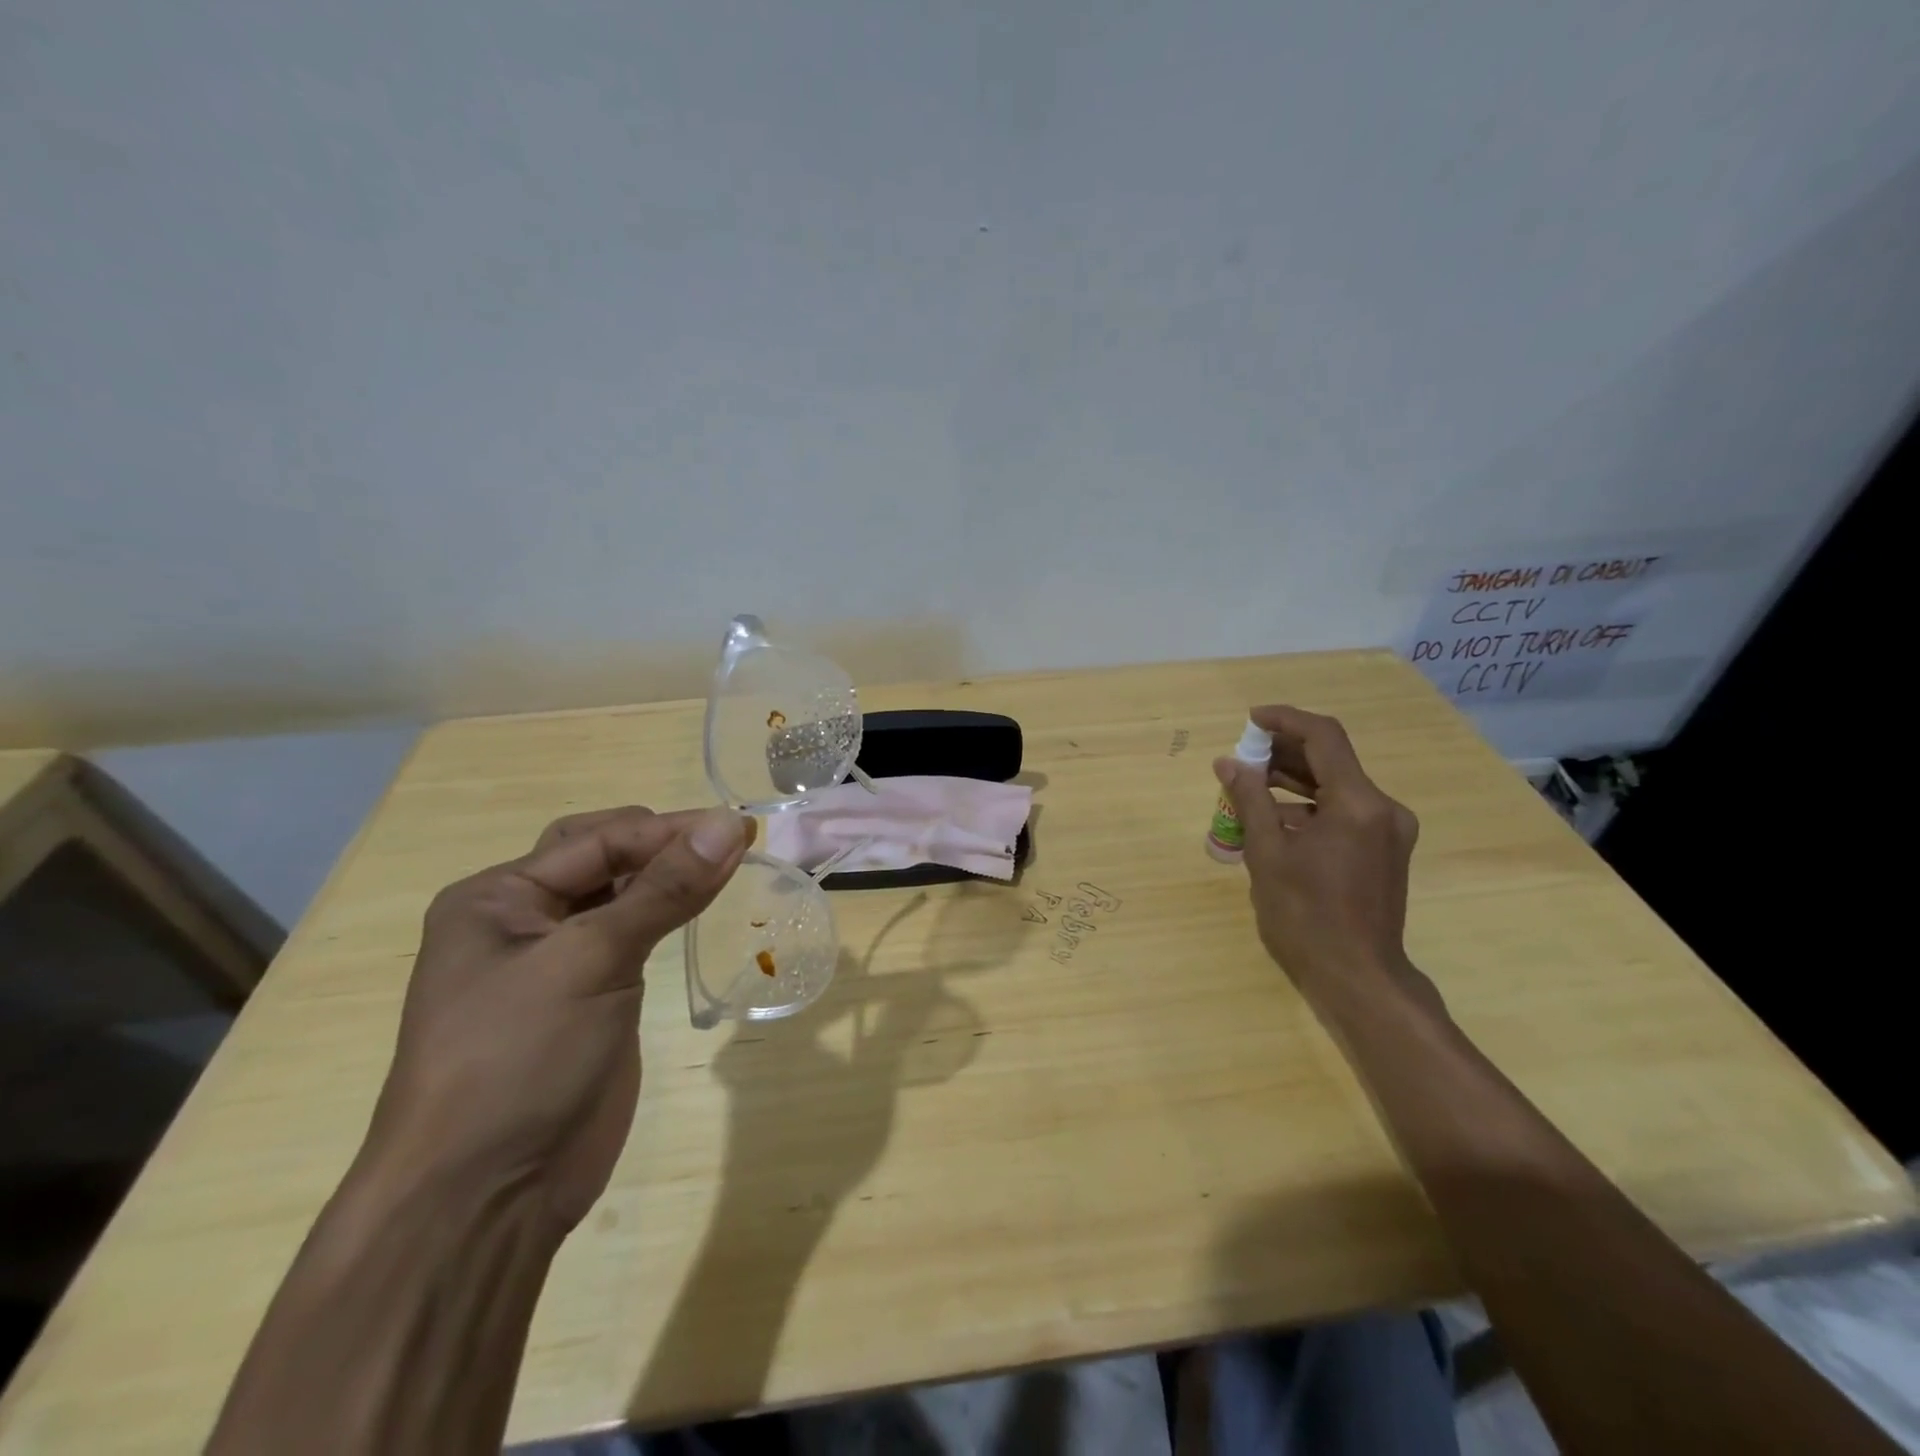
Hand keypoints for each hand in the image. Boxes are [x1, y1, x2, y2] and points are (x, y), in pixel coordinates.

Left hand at [361, 806, 751, 1231]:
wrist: (484, 1198)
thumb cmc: (518, 1060)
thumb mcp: (591, 960)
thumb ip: (665, 889)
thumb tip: (730, 825)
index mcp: (498, 898)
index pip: (598, 840)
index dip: (669, 830)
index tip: (739, 828)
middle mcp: (523, 919)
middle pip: (606, 857)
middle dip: (667, 845)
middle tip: (732, 846)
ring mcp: (557, 961)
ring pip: (623, 895)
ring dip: (672, 877)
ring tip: (732, 867)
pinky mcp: (592, 996)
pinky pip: (634, 935)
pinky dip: (670, 914)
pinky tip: (704, 907)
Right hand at [1214, 706, 1432, 1004]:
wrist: (1358, 977)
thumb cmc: (1305, 915)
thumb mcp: (1267, 853)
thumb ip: (1250, 800)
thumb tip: (1229, 763)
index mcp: (1359, 804)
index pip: (1323, 737)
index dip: (1284, 720)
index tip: (1250, 720)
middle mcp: (1383, 808)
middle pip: (1331, 760)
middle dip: (1283, 753)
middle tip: (1241, 757)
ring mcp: (1388, 831)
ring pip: (1336, 787)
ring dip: (1293, 781)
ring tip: (1248, 785)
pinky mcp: (1384, 851)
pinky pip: (1343, 812)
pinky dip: (1308, 807)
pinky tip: (1274, 819)